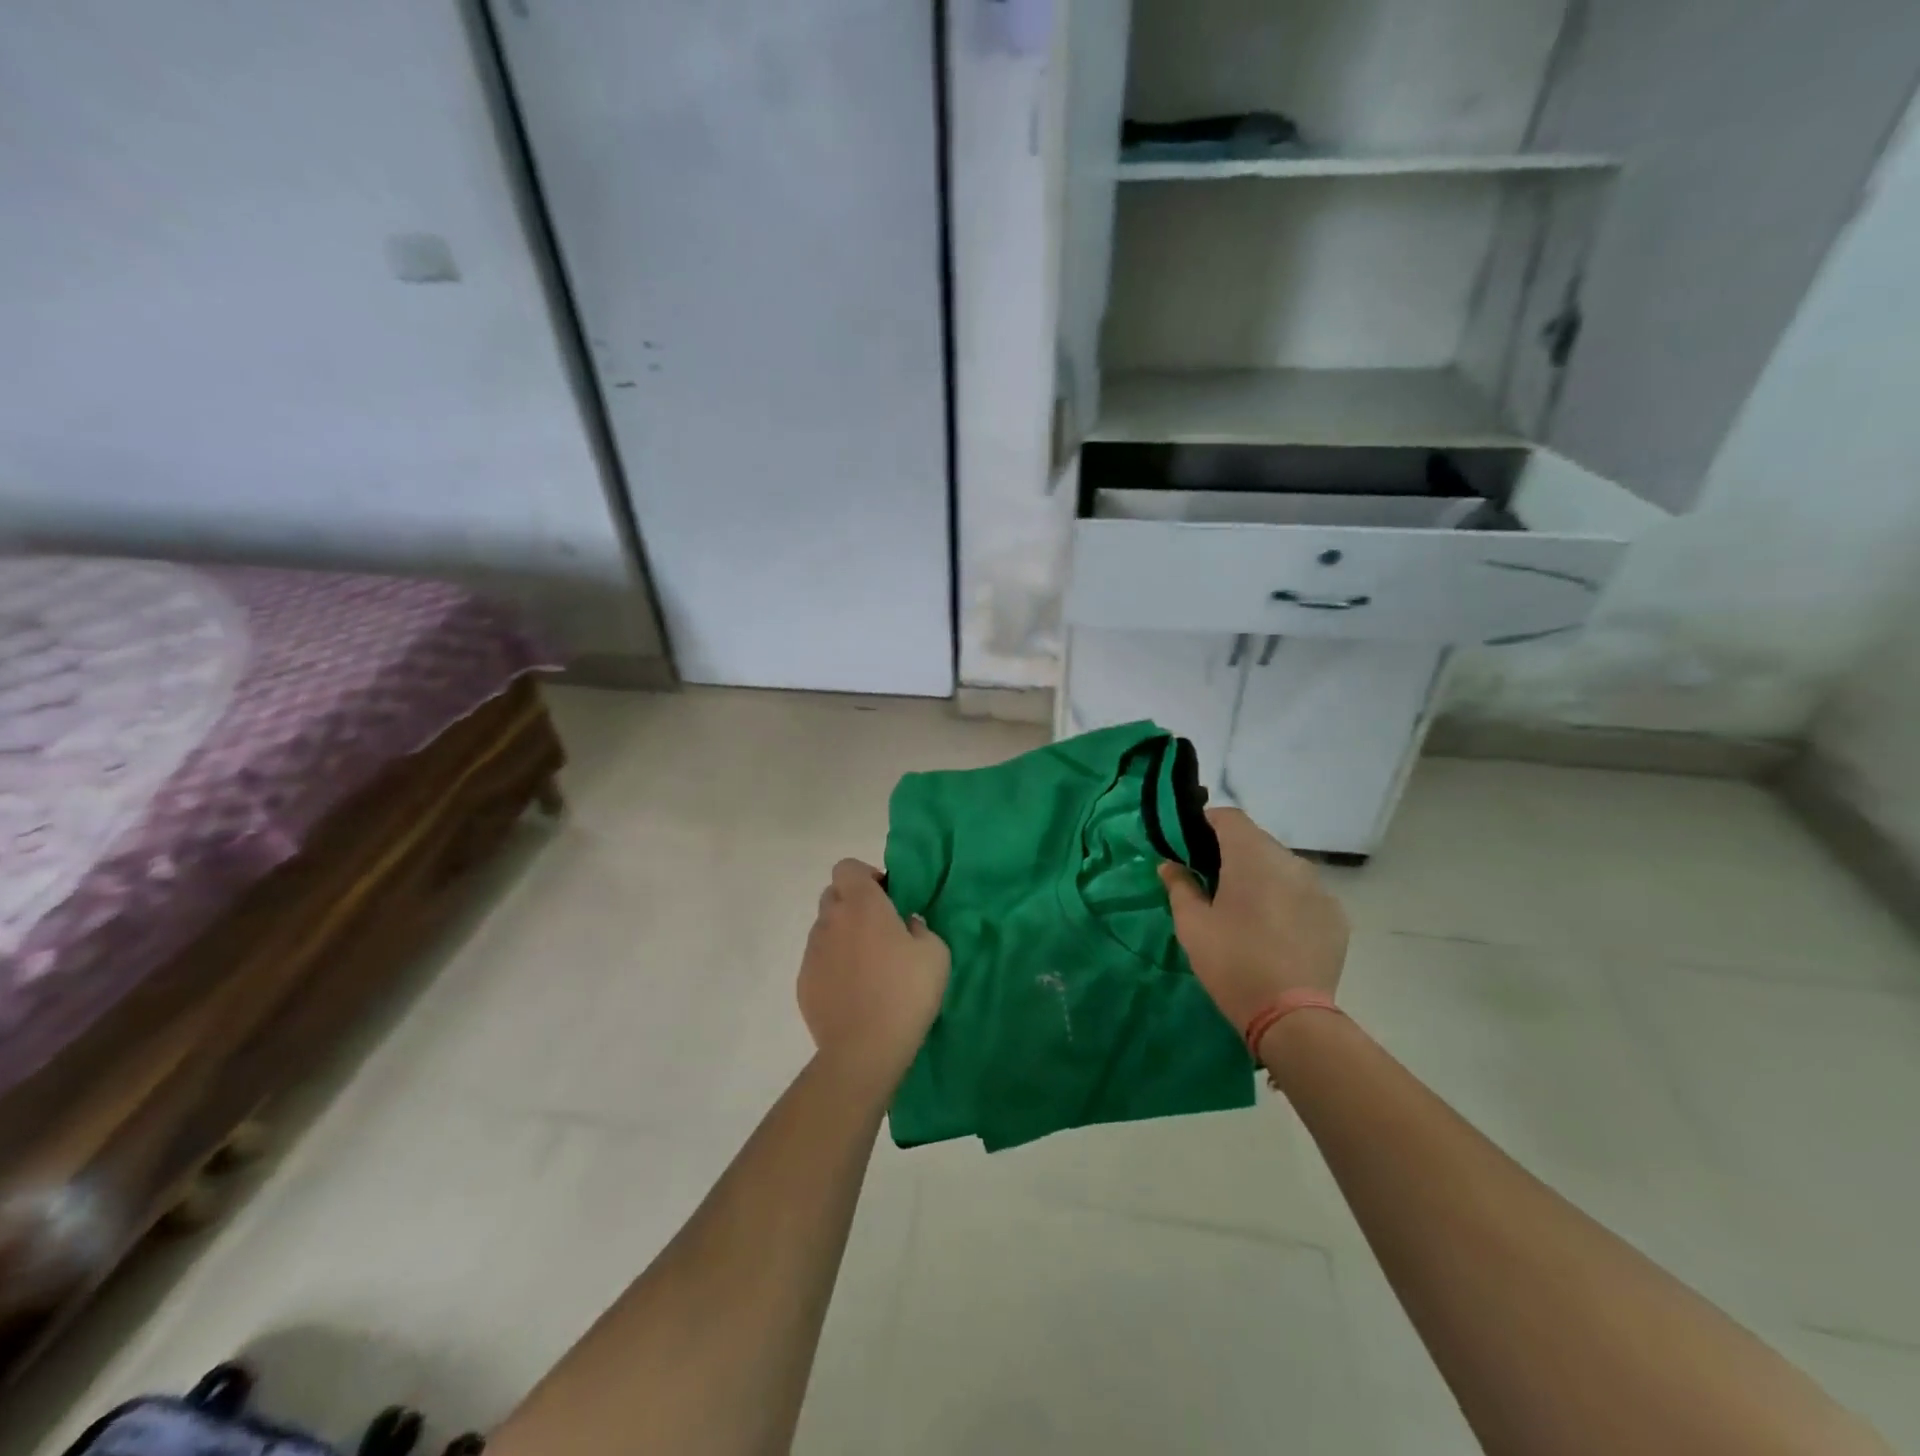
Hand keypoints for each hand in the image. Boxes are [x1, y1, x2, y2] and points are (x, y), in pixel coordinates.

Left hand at [798, 859, 949, 1098]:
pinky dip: (834, 966)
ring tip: (868, 967)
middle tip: (881, 930)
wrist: (864, 1049)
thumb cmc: (906, 992)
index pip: (847, 867)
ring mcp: (812, 952)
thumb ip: (920, 927)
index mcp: (862, 905)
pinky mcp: (803, 982)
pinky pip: (819, 961)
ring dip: (844, 936)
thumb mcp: (935, 952)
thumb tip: (906, 925)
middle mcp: (830, 920)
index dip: (866, 876)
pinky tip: (854, 992)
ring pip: (826, 929)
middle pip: (834, 895)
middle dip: (854, 904)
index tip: (887, 898)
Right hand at [1159, 808, 1347, 1034]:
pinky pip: (1304, 893)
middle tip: (1212, 882)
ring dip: (1261, 876)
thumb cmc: (1231, 962)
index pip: (1228, 817)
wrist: (1291, 1016)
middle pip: (1256, 841)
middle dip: (1232, 853)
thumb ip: (1179, 886)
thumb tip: (1169, 864)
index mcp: (1251, 856)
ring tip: (1246, 909)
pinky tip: (1275, 930)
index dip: (1205, 824)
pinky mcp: (1336, 914)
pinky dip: (1287, 899)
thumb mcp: (1191, 924)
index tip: (1189, 845)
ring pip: (1282, 867)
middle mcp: (1290, 861)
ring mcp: (1319, 887)